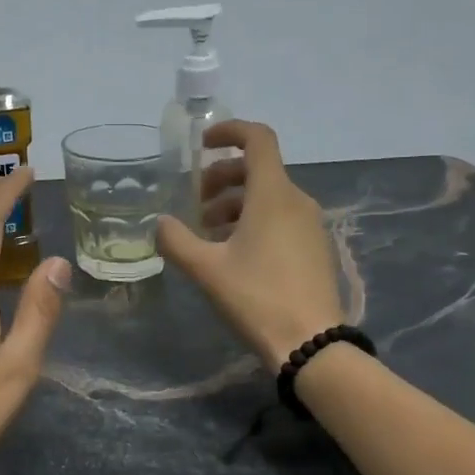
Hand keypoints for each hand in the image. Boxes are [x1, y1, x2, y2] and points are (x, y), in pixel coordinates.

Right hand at [157, 121, 344, 371]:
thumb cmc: (257, 297)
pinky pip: (280, 218)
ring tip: (207, 234)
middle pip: (258, 170)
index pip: (257, 139)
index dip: (229, 132)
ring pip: (268, 197)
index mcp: (273, 194)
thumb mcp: (206, 269)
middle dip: (222, 178)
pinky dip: (253, 221)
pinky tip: (233, 254)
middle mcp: (296, 200)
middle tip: (195, 204)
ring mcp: (310, 225)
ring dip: (234, 204)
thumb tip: (160, 223)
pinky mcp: (314, 248)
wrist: (311, 342)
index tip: (201, 145)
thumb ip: (177, 240)